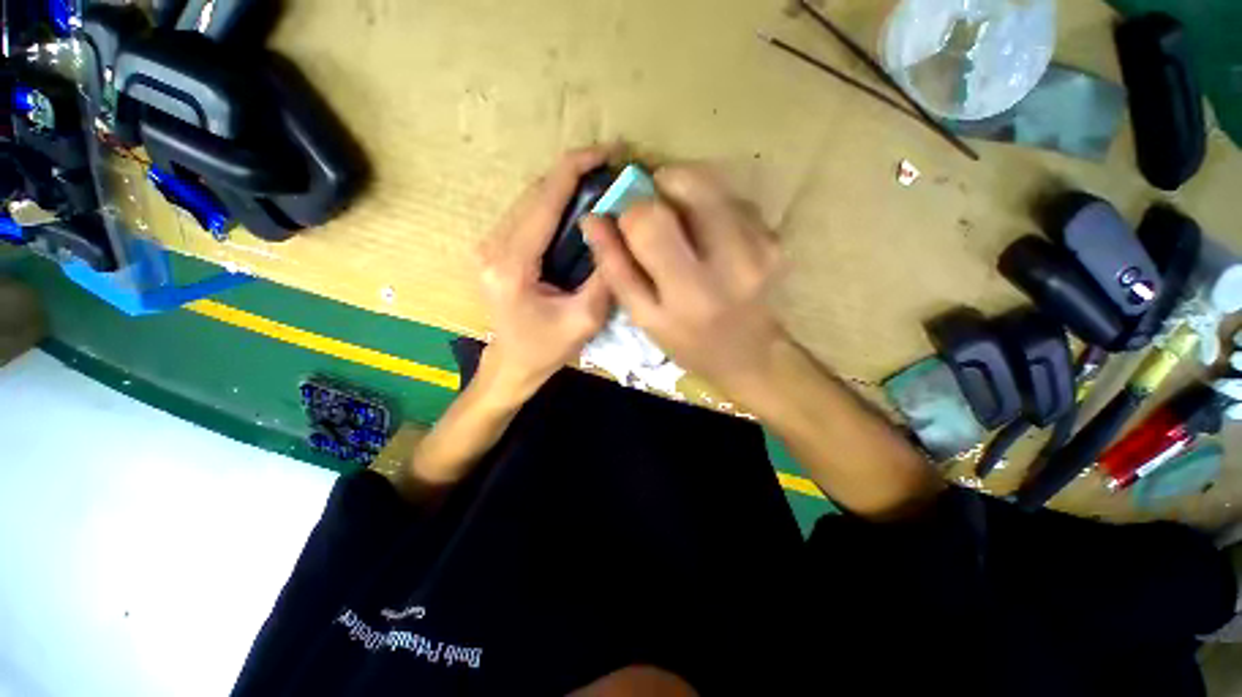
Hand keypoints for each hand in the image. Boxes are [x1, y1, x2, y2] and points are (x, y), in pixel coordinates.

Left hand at [477, 146, 613, 398]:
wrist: (512, 363)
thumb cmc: (547, 348)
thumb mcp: (586, 319)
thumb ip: (603, 276)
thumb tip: (618, 234)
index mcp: (511, 264)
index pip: (544, 200)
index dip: (575, 168)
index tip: (607, 151)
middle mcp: (492, 246)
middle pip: (535, 193)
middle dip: (573, 174)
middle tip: (611, 170)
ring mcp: (489, 245)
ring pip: (530, 201)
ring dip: (564, 188)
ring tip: (599, 185)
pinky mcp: (495, 249)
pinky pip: (527, 216)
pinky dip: (554, 205)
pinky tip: (577, 209)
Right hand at [582, 165, 786, 400]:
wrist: (750, 355)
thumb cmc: (688, 341)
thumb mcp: (644, 316)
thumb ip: (616, 268)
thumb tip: (593, 219)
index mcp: (690, 291)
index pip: (650, 221)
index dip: (630, 210)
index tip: (627, 220)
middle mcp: (731, 261)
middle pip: (690, 183)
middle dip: (663, 185)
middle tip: (655, 211)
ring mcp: (761, 245)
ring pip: (713, 184)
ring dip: (688, 196)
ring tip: (685, 231)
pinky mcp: (775, 238)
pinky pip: (734, 200)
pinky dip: (713, 208)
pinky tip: (711, 239)